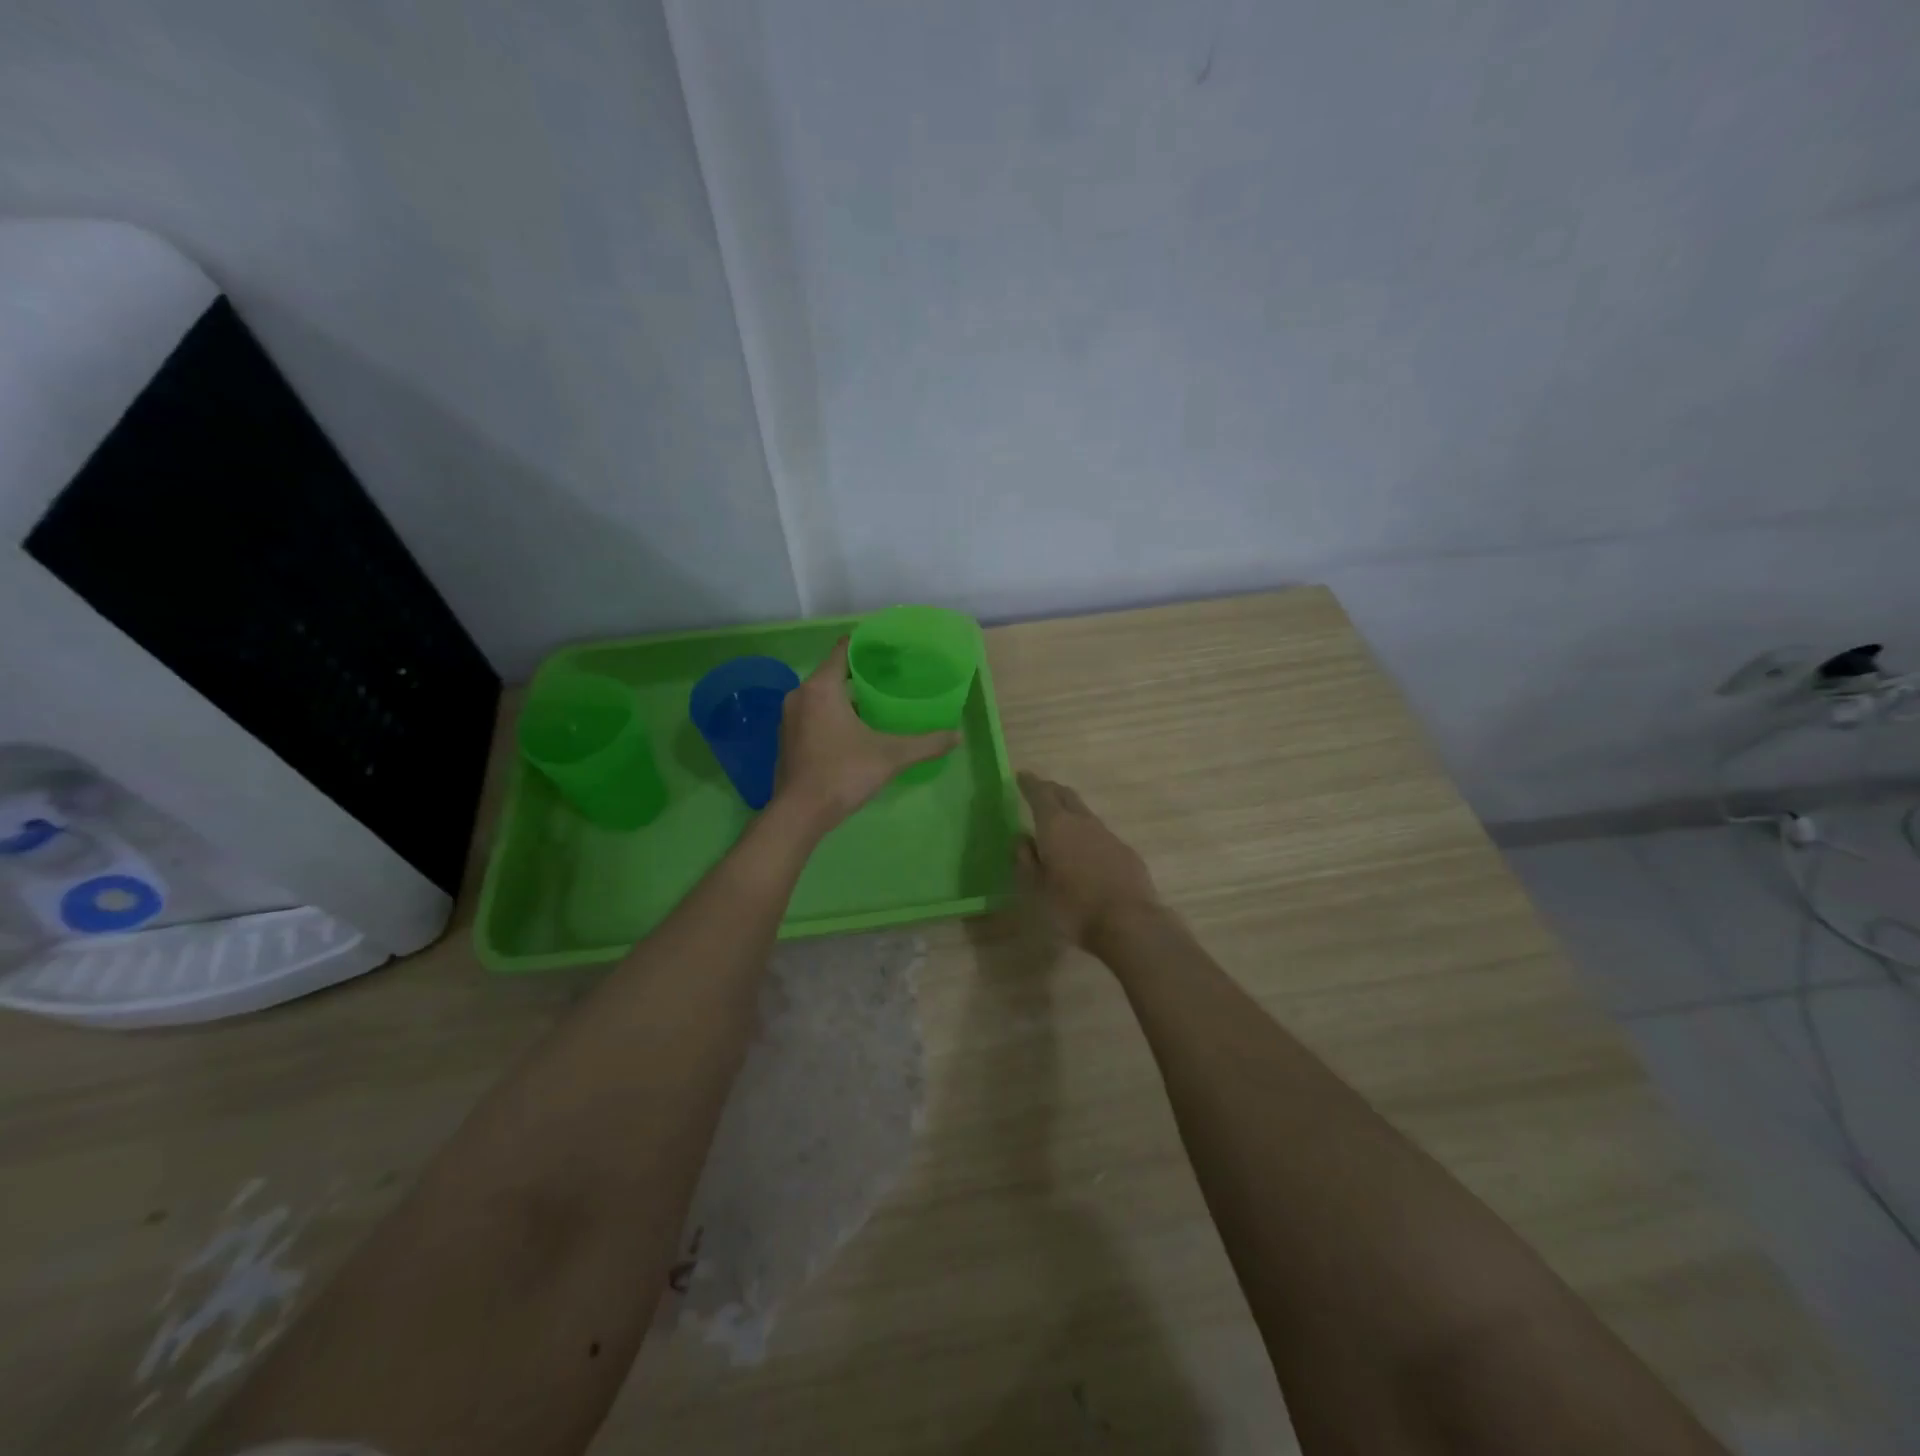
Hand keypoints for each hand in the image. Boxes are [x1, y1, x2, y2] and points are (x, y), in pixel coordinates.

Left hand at [774, 640, 958, 831]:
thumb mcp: (891, 756)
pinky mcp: (787, 738)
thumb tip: (958, 736)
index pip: (844, 650)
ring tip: (877, 704)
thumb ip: (926, 744)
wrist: (799, 814)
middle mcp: (800, 695)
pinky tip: (854, 730)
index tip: (890, 649)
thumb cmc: (843, 774)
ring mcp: (790, 717)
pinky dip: (832, 715)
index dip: (867, 646)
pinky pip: (813, 714)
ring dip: (846, 697)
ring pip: (822, 695)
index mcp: (822, 687)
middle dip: (860, 674)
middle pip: (833, 672)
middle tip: (892, 679)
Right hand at [1017, 772, 1162, 948]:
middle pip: (1066, 796)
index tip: (1021, 775)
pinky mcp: (1126, 852)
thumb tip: (1021, 838)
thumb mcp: (1036, 887)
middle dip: (1051, 790)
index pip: (1040, 794)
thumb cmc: (1072, 906)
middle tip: (1039, 790)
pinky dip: (1088, 835)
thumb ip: (1025, 859)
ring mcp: (1108, 835)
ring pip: (1085, 814)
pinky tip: (1085, 852)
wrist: (1129, 922)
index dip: (1029, 784)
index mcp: (1056, 825)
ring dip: (1071, 812)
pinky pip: (1101, 835)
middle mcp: (1083, 822)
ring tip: (1060, 822)